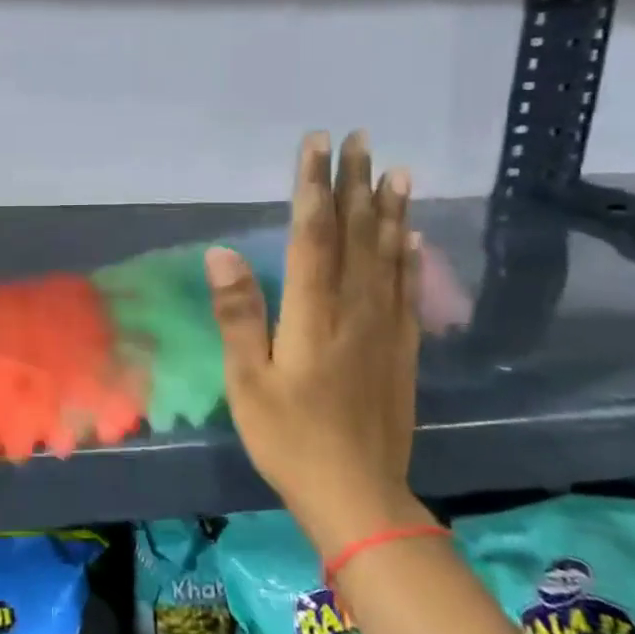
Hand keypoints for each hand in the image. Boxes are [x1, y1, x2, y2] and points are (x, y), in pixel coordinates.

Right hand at [205, 132, 432, 555]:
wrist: (357, 494)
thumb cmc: (288, 437)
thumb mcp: (247, 380)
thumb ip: (238, 313)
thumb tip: (221, 252)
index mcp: (313, 313)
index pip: (313, 235)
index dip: (314, 186)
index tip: (317, 144)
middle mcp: (355, 309)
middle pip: (356, 234)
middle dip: (355, 183)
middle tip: (360, 139)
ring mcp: (385, 328)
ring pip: (389, 255)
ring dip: (389, 209)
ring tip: (396, 169)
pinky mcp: (402, 349)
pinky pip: (408, 290)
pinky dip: (411, 256)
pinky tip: (413, 235)